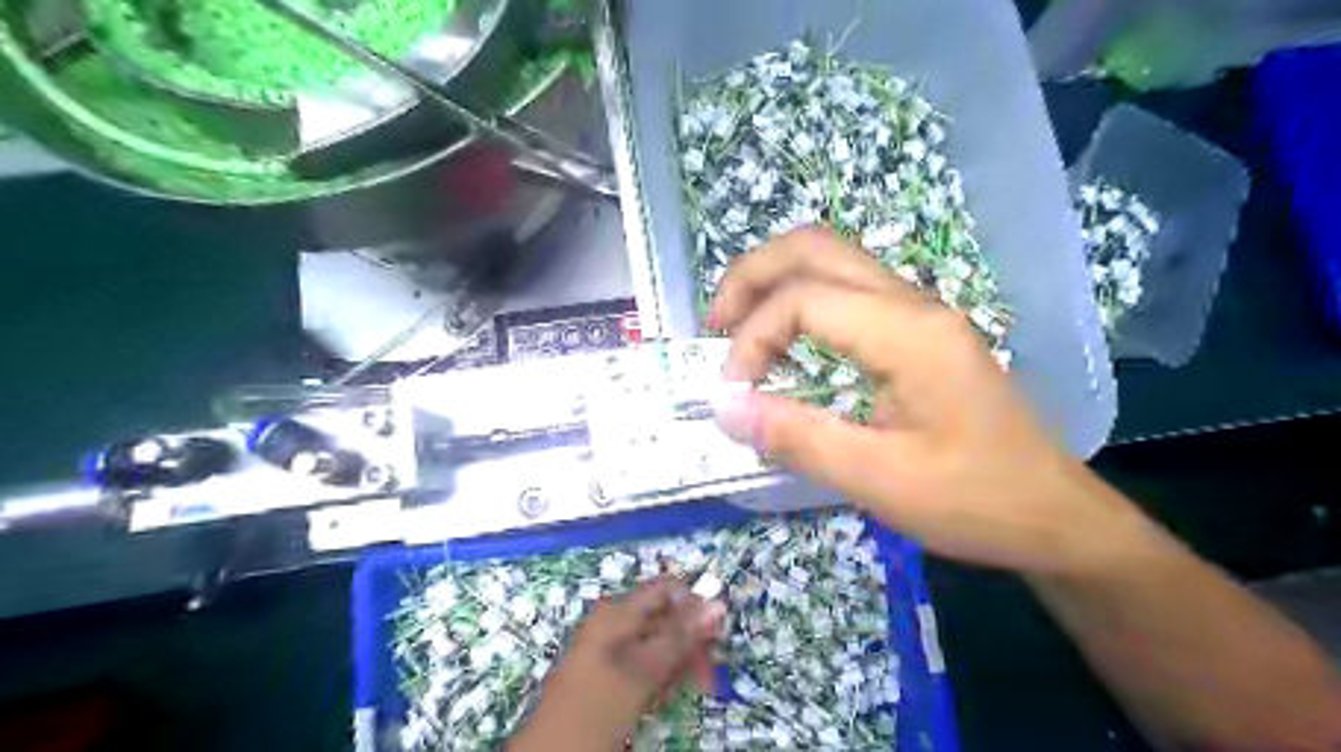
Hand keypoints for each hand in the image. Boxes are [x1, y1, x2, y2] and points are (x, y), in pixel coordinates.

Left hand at [513, 578, 722, 748]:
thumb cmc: (598, 704)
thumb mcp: (644, 670)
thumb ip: (680, 636)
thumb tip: (717, 602)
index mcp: (618, 612)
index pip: (666, 589)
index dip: (693, 607)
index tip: (713, 638)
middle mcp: (614, 623)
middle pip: (664, 617)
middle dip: (687, 643)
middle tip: (704, 677)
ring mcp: (610, 649)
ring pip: (657, 645)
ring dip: (675, 666)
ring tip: (676, 693)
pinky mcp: (609, 674)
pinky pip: (644, 665)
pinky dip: (658, 680)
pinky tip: (659, 699)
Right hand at [712, 226, 1165, 573]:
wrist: (1055, 515)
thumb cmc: (975, 501)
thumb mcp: (878, 480)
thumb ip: (797, 437)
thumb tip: (724, 407)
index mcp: (908, 334)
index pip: (803, 299)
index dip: (752, 338)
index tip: (733, 394)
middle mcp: (912, 305)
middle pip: (814, 247)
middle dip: (750, 276)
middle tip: (714, 326)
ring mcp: (918, 313)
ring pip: (831, 259)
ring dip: (773, 283)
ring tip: (736, 330)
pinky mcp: (918, 333)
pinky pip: (846, 292)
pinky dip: (799, 302)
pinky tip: (784, 343)